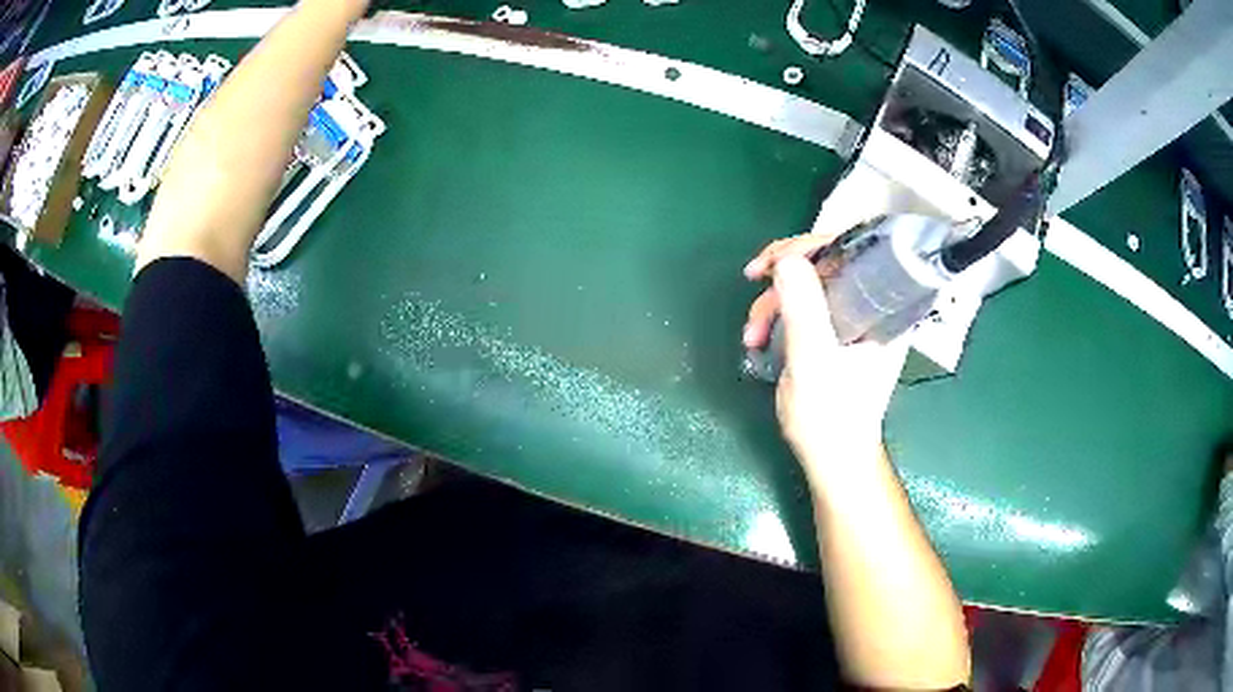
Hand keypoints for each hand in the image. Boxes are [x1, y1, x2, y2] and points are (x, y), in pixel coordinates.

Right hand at [743, 236, 907, 472]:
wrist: (833, 459)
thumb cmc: (830, 417)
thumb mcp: (813, 362)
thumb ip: (803, 310)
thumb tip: (787, 260)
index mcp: (882, 308)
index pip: (850, 251)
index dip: (807, 246)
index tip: (770, 263)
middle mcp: (873, 307)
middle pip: (826, 264)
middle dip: (783, 277)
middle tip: (751, 285)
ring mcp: (855, 320)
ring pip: (811, 287)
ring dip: (774, 303)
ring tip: (751, 336)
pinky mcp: (838, 334)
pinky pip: (807, 307)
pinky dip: (779, 316)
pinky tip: (760, 337)